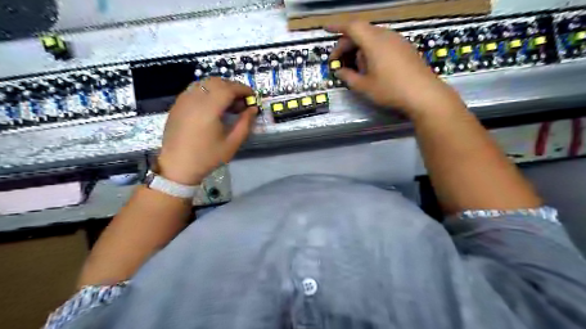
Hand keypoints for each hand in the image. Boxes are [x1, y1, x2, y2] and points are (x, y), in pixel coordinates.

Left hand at [156, 77, 256, 184]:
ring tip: (228, 102)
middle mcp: (194, 99)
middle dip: (232, 87)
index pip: (228, 88)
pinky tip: (213, 105)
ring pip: (204, 83)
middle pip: (216, 82)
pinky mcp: (177, 105)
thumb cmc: (207, 157)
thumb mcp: (232, 143)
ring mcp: (183, 100)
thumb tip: (253, 109)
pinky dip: (207, 91)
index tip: (252, 96)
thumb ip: (245, 123)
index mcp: (208, 109)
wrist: (178, 167)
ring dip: (220, 87)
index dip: (243, 89)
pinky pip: (194, 89)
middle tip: (242, 101)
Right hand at [329, 20, 462, 117]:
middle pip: (361, 32)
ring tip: (354, 67)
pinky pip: (383, 43)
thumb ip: (349, 77)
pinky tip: (371, 67)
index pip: (352, 26)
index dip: (337, 26)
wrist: (424, 94)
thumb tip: (340, 72)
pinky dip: (371, 50)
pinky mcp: (405, 48)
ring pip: (372, 38)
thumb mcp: (364, 87)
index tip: (325, 29)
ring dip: (358, 49)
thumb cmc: (391, 90)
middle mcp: (386, 36)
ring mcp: (397, 41)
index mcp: (374, 42)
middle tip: (337, 62)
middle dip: (346, 44)